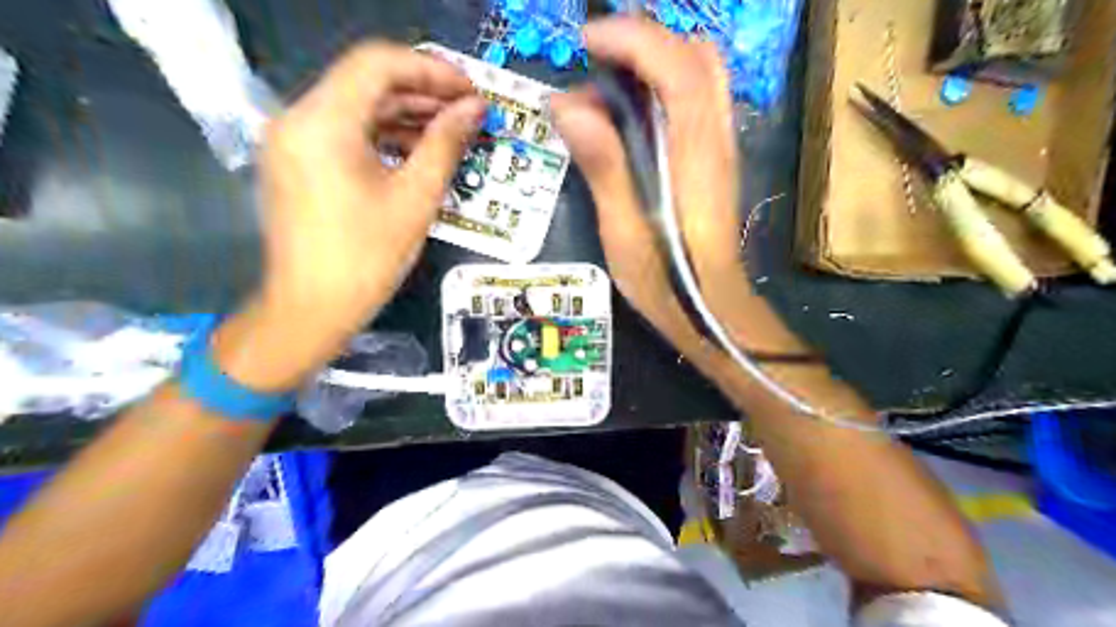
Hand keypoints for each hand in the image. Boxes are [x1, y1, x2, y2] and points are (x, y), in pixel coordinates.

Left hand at [213, 41, 484, 388]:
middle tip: (468, 111)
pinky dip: (383, 134)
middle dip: (422, 91)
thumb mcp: (416, 199)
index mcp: (324, 122)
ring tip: (452, 130)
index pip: (378, 63)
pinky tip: (418, 149)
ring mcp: (294, 139)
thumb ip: (446, 144)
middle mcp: (299, 117)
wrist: (311, 309)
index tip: (470, 91)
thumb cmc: (366, 258)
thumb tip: (475, 109)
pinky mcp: (298, 160)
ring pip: (357, 106)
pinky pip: (346, 132)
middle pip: (366, 81)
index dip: (431, 70)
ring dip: (406, 114)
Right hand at [549, 17, 802, 367]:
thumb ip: (603, 165)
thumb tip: (566, 106)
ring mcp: (719, 145)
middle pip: (696, 55)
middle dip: (644, 42)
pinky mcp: (713, 157)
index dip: (632, 40)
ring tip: (606, 90)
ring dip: (654, 61)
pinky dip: (662, 85)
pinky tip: (629, 117)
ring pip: (700, 73)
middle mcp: (714, 137)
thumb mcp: (624, 230)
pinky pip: (696, 98)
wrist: (712, 309)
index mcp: (693, 154)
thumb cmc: (666, 280)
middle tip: (596, 64)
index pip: (675, 67)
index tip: (586, 44)